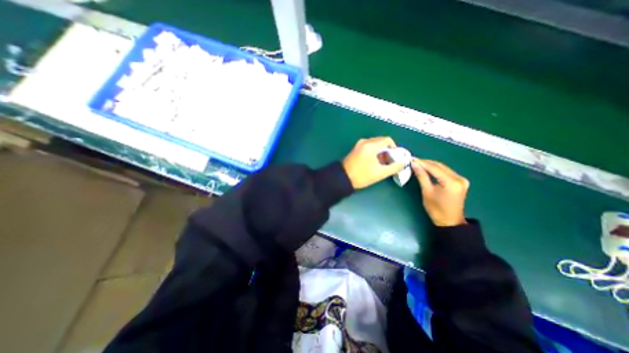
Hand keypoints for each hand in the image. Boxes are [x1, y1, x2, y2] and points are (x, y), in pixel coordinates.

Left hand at [342, 136, 404, 189]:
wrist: (342, 178)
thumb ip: (394, 167)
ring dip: (380, 152)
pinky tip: (373, 162)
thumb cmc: (362, 175)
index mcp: (371, 145)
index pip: (388, 140)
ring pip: (374, 144)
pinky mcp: (355, 149)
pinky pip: (368, 147)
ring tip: (381, 163)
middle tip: (388, 162)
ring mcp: (358, 145)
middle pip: (381, 141)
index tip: (395, 158)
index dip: (394, 148)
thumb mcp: (380, 173)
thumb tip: (404, 162)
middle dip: (387, 151)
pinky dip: (373, 152)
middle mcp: (364, 142)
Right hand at [411, 159, 469, 225]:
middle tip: (413, 161)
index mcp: (452, 182)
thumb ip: (422, 176)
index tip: (412, 159)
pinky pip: (446, 172)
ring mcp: (461, 179)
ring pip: (443, 167)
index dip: (422, 163)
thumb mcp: (427, 192)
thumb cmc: (436, 209)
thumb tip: (414, 164)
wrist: (449, 221)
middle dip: (426, 163)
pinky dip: (436, 170)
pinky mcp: (460, 181)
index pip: (435, 168)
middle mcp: (459, 178)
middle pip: (440, 166)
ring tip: (418, 164)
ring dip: (431, 165)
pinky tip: (427, 169)